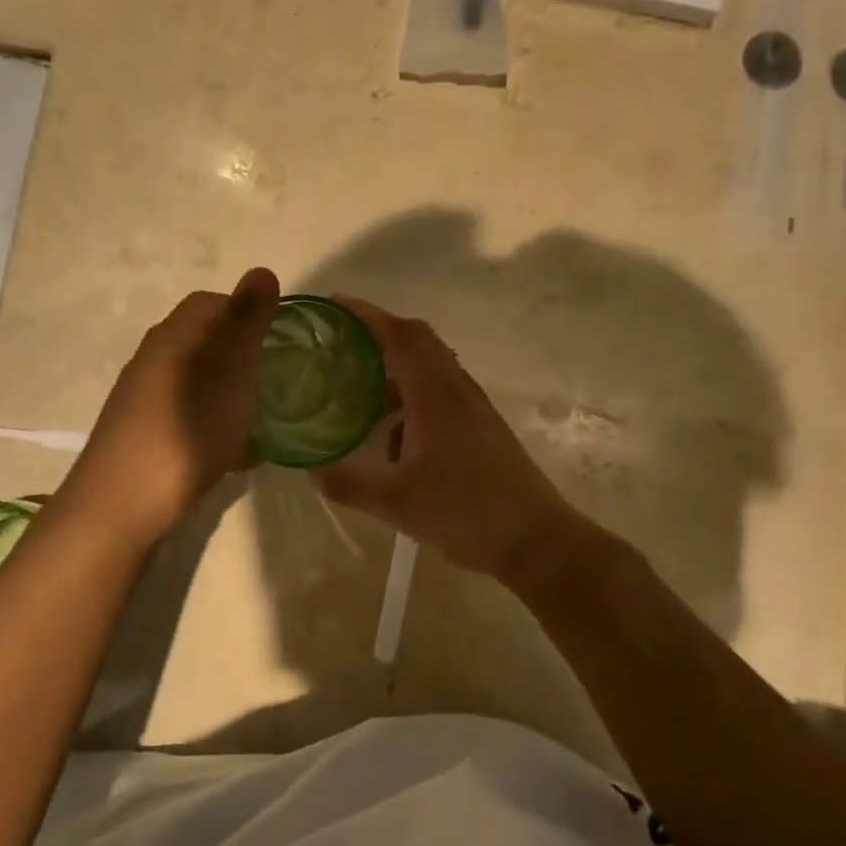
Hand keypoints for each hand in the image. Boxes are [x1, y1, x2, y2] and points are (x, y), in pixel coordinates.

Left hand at [61, 268, 279, 544]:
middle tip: (274, 380)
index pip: (210, 303)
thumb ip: (247, 322)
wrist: (121, 506)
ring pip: (197, 381)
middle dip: (241, 356)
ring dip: (229, 392)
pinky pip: (187, 414)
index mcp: (173, 337)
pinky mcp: (141, 434)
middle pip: (203, 342)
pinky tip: (234, 454)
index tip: (277, 339)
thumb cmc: (186, 430)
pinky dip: (214, 423)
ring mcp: (143, 399)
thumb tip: (262, 270)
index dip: (246, 312)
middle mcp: (152, 360)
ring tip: (261, 418)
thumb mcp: (229, 370)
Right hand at [318, 299, 583, 579]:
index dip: (366, 314)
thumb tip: (311, 472)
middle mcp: (456, 389)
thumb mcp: (396, 503)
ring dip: (396, 363)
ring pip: (431, 365)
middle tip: (342, 340)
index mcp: (435, 394)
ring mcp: (473, 406)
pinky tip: (394, 431)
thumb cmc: (465, 513)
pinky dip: (412, 391)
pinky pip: (440, 389)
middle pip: (417, 339)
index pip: (399, 335)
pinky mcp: (481, 425)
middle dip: (379, 331)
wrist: (535, 540)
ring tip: (360, 383)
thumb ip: (349, 484)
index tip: (334, 305)